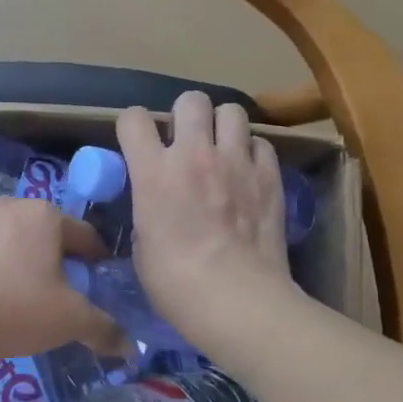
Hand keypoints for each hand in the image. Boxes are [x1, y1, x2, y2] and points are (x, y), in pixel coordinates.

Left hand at [0, 198, 124, 366]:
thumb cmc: (17, 309)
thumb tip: (131, 348)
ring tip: (21, 287)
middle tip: (62, 288)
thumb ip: (104, 329)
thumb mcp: (70, 321)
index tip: (99, 279)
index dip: (96, 258)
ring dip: (19, 253)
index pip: (84, 235)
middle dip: (56, 254)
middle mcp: (11, 205)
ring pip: (10, 234)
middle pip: (45, 231)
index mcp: (45, 215)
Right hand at [118, 93, 296, 343]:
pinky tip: (248, 173)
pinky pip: (261, 143)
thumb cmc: (176, 284)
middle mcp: (194, 154)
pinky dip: (252, 152)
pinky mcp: (270, 176)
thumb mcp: (142, 244)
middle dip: (185, 115)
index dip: (132, 126)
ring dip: (222, 126)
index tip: (137, 142)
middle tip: (186, 141)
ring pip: (232, 110)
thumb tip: (155, 203)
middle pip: (190, 99)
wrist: (237, 301)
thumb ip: (147, 208)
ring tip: (221, 149)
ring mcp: (236, 161)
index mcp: (153, 172)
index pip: (133, 118)